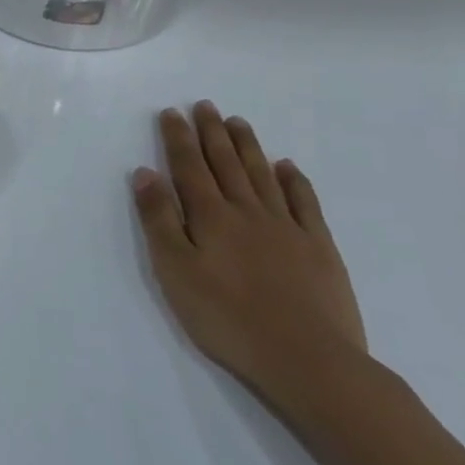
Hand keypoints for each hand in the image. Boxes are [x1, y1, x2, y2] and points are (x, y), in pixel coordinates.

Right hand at [133, 103, 367, 407]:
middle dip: (211, 132)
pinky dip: (293, 180)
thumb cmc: (227, 318)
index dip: (178, 138)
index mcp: (209, 216)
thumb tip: (146, 173)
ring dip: (247, 146)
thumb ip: (159, 219)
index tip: (170, 112)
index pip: (189, 166)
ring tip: (237, 122)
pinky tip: (286, 166)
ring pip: (262, 174)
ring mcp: (287, 227)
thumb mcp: (175, 270)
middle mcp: (247, 211)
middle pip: (226, 163)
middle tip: (204, 105)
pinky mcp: (319, 248)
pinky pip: (304, 202)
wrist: (308, 360)